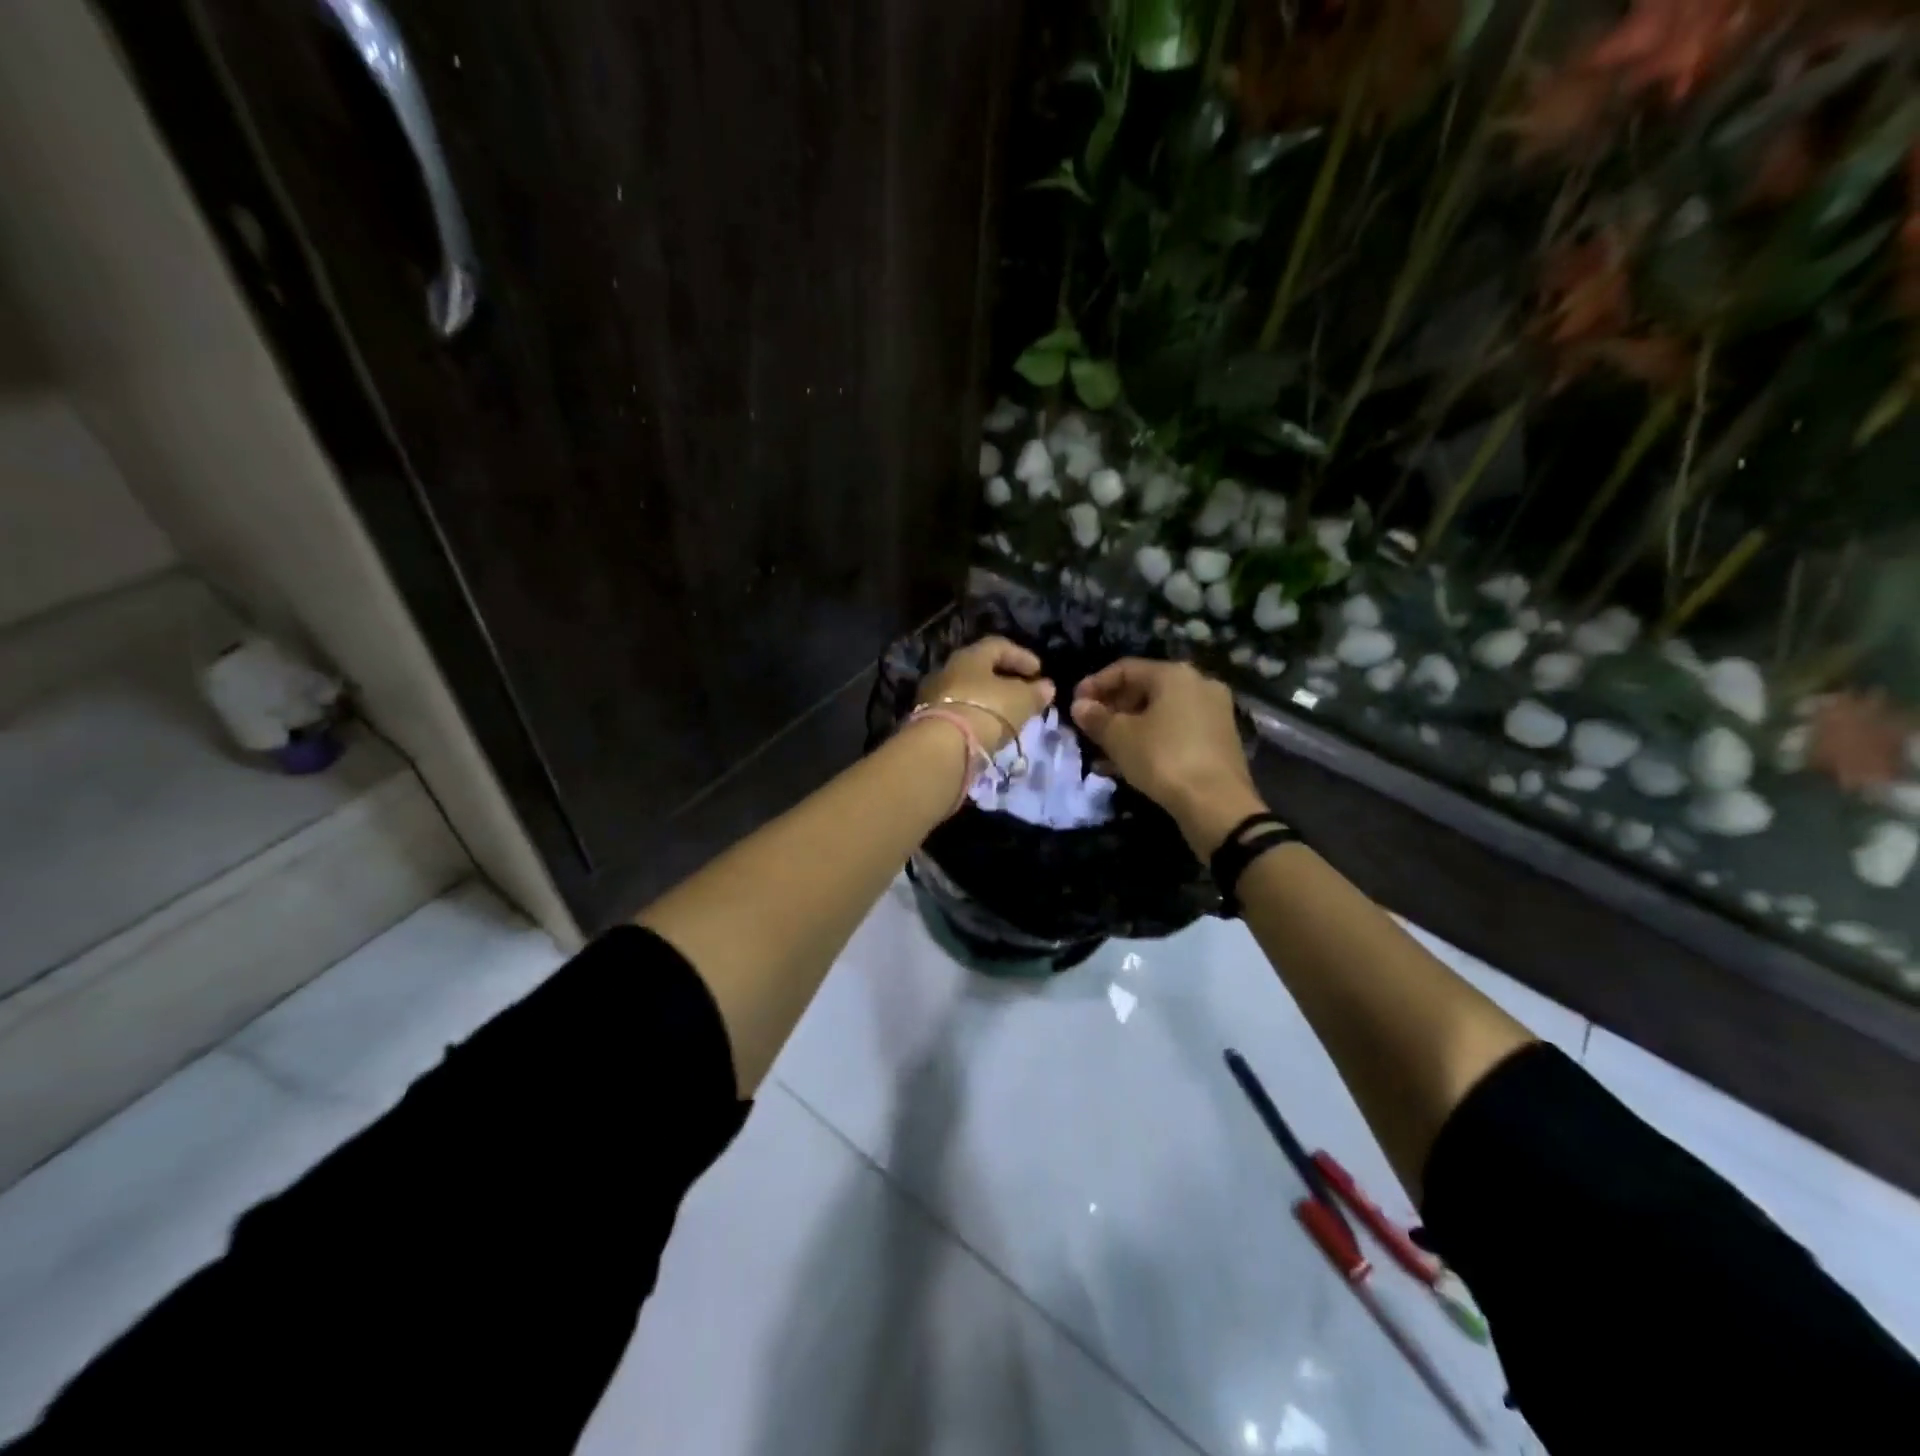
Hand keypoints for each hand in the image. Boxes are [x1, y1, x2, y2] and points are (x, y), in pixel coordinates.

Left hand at [918, 636, 1055, 753]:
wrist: (943, 745)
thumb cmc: (986, 710)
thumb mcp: (1020, 700)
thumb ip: (1035, 692)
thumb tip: (1046, 687)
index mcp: (970, 655)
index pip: (998, 646)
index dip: (1021, 656)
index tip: (1039, 672)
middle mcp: (948, 669)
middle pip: (980, 668)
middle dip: (1004, 678)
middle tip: (1024, 692)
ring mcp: (934, 695)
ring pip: (968, 690)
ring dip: (989, 699)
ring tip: (1009, 713)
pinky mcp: (929, 720)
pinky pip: (959, 710)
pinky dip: (976, 715)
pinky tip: (989, 728)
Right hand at [1070, 658, 1264, 855]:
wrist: (1217, 804)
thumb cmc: (1163, 759)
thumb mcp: (1120, 738)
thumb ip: (1096, 717)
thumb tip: (1079, 706)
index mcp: (1175, 675)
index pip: (1125, 668)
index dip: (1095, 684)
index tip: (1074, 704)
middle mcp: (1199, 684)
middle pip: (1145, 688)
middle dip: (1113, 708)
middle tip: (1088, 727)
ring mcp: (1213, 712)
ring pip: (1160, 713)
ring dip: (1129, 727)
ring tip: (1102, 749)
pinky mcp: (1218, 739)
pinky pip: (1175, 730)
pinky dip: (1151, 739)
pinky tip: (1128, 762)